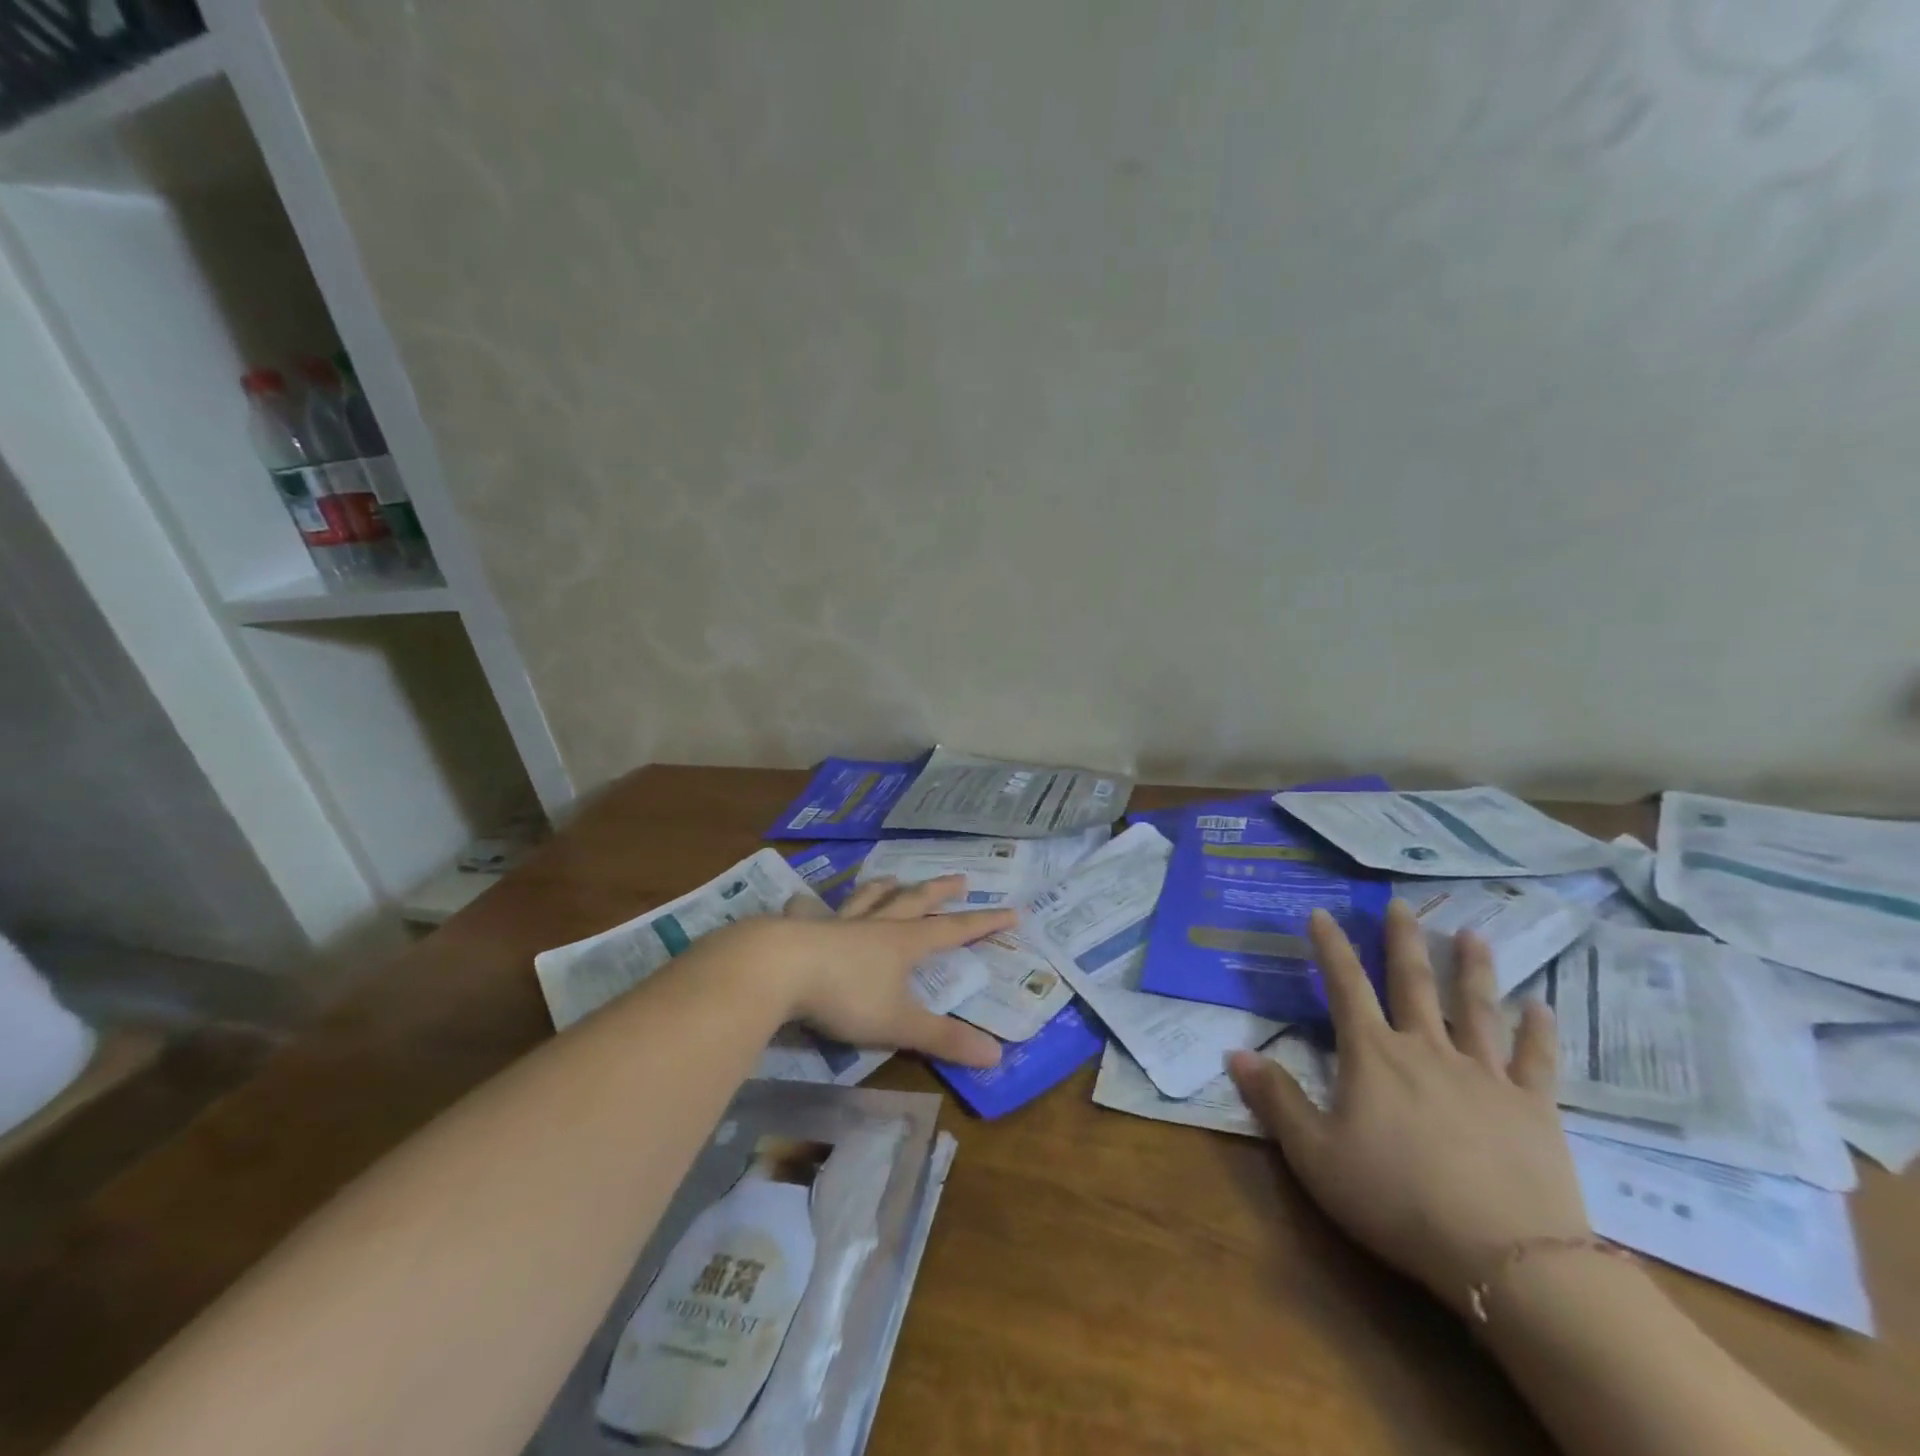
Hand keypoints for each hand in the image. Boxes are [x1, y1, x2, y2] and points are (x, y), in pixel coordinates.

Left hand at [752, 874, 1012, 1068]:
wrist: (778, 968)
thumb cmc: (845, 996)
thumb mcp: (898, 1024)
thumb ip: (943, 1039)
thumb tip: (997, 1055)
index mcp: (904, 944)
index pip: (954, 931)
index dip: (984, 923)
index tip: (1012, 911)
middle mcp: (875, 926)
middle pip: (914, 902)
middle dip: (940, 892)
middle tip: (960, 880)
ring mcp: (838, 923)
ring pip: (868, 899)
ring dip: (885, 888)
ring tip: (894, 878)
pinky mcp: (803, 928)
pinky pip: (810, 912)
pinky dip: (810, 906)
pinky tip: (801, 900)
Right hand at [1227, 901, 1588, 1316]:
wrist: (1507, 1257)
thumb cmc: (1395, 1199)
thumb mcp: (1314, 1155)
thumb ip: (1275, 1100)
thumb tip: (1234, 1053)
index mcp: (1373, 1055)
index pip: (1345, 985)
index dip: (1330, 946)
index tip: (1321, 912)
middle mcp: (1427, 1049)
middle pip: (1413, 983)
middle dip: (1403, 941)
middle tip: (1401, 904)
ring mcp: (1485, 1075)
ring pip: (1476, 1008)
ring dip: (1473, 969)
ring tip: (1472, 934)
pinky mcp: (1534, 1108)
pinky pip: (1536, 1061)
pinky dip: (1538, 1031)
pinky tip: (1541, 1006)